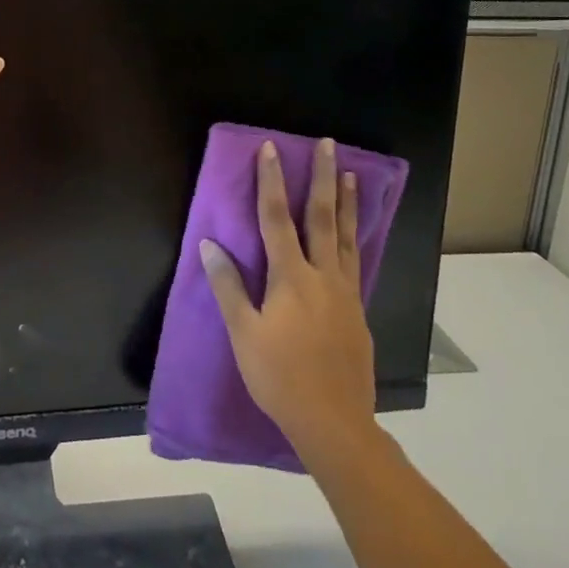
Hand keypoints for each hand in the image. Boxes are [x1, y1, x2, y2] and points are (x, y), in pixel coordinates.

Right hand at [201, 138, 384, 462]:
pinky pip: (356, 262)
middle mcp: (323, 276)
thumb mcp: (243, 333)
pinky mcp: (358, 312)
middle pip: (322, 218)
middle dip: (322, 178)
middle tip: (327, 144)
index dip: (271, 182)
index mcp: (291, 278)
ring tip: (350, 174)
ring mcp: (346, 294)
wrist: (334, 423)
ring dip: (347, 202)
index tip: (270, 149)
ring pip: (347, 237)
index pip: (277, 219)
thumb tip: (210, 244)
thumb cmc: (279, 377)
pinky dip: (354, 238)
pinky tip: (353, 235)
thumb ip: (228, 286)